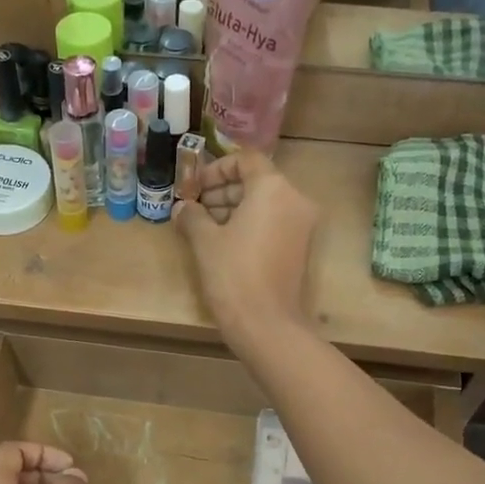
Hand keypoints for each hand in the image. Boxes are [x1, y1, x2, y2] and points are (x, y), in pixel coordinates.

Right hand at [174, 152, 320, 351]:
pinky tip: (223, 243)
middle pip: (256, 181)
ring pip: (265, 203)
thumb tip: (182, 208)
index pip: (245, 159)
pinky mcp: (301, 247)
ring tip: (204, 228)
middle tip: (195, 209)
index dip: (215, 169)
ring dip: (234, 208)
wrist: (266, 324)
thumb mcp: (205, 242)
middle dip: (222, 191)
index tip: (194, 188)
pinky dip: (250, 225)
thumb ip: (192, 216)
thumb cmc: (233, 275)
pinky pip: (273, 223)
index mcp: (273, 188)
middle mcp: (295, 199)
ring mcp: (302, 225)